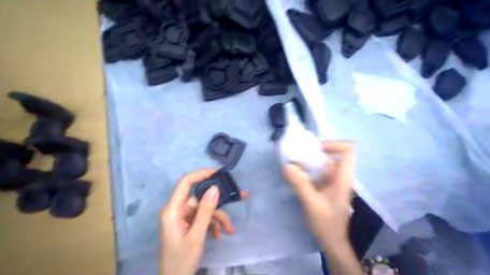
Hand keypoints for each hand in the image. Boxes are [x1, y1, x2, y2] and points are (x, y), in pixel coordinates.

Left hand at [160, 168, 248, 274]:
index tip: (218, 173)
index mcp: (173, 210)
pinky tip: (219, 235)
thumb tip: (215, 188)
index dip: (201, 174)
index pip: (185, 182)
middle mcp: (177, 210)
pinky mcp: (189, 225)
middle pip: (200, 198)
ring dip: (218, 218)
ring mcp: (184, 218)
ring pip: (205, 209)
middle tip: (235, 199)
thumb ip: (206, 211)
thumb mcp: (197, 236)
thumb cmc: (181, 261)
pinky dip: (213, 225)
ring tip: (229, 230)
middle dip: (217, 205)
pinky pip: (203, 218)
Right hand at [283, 142, 356, 248]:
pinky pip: (317, 173)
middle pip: (331, 156)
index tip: (316, 149)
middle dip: (313, 153)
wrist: (332, 241)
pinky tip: (295, 175)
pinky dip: (307, 170)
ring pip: (322, 164)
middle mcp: (340, 176)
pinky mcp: (326, 187)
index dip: (334, 144)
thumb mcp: (311, 202)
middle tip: (296, 155)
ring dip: (308, 162)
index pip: (348, 151)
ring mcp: (333, 182)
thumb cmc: (326, 223)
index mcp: (343, 178)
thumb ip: (299, 183)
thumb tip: (287, 166)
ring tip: (292, 163)